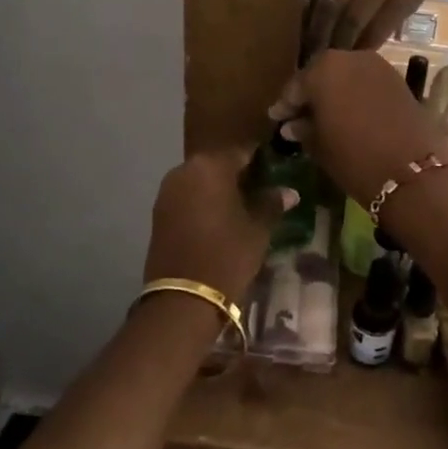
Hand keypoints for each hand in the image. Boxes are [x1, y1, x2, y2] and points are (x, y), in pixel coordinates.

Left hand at [143, 148, 295, 303]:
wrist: (183, 298)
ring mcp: (167, 191)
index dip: (261, 158)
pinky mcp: (158, 212)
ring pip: (201, 179)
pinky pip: (187, 196)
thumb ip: (272, 203)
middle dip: (239, 172)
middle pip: (218, 163)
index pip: (242, 151)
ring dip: (220, 187)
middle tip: (262, 187)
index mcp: (210, 166)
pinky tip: (221, 217)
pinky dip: (204, 201)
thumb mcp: (257, 229)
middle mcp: (184, 170)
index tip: (276, 166)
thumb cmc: (227, 255)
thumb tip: (289, 192)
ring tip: (243, 204)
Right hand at [268, 51, 444, 206]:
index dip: (285, 105)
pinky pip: (367, 82)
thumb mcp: (320, 146)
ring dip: (335, 92)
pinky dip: (356, 94)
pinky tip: (350, 114)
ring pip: (346, 76)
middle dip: (311, 94)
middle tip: (299, 116)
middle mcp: (350, 58)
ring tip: (326, 117)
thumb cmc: (354, 159)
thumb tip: (292, 125)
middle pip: (322, 74)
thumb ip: (303, 129)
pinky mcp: (398, 79)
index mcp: (323, 69)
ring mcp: (378, 66)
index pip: (296, 86)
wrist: (413, 172)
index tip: (276, 119)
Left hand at [303, 0, 440, 56]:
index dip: (304, 16)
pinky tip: (354, 58)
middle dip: (318, 34)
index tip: (295, 38)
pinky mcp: (402, 2)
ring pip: (353, 20)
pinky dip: (363, 47)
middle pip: (332, 4)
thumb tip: (300, 19)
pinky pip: (377, 30)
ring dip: (339, 44)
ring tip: (329, 61)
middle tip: (310, 56)